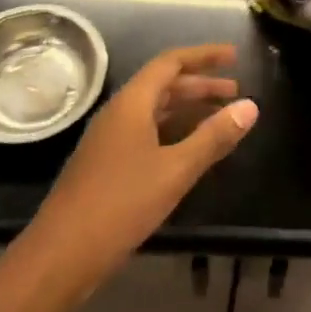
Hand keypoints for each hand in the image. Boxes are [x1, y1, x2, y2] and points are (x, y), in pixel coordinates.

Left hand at [18, 43, 256, 303]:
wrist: (60, 255)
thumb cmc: (120, 205)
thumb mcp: (175, 170)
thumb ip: (213, 137)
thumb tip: (251, 105)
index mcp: (131, 104)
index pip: (170, 62)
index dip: (204, 56)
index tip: (234, 56)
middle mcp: (118, 113)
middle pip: (162, 85)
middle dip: (200, 84)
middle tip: (235, 90)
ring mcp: (108, 140)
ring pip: (153, 110)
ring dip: (186, 108)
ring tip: (220, 116)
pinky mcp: (105, 164)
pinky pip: (145, 132)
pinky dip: (172, 130)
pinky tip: (188, 150)